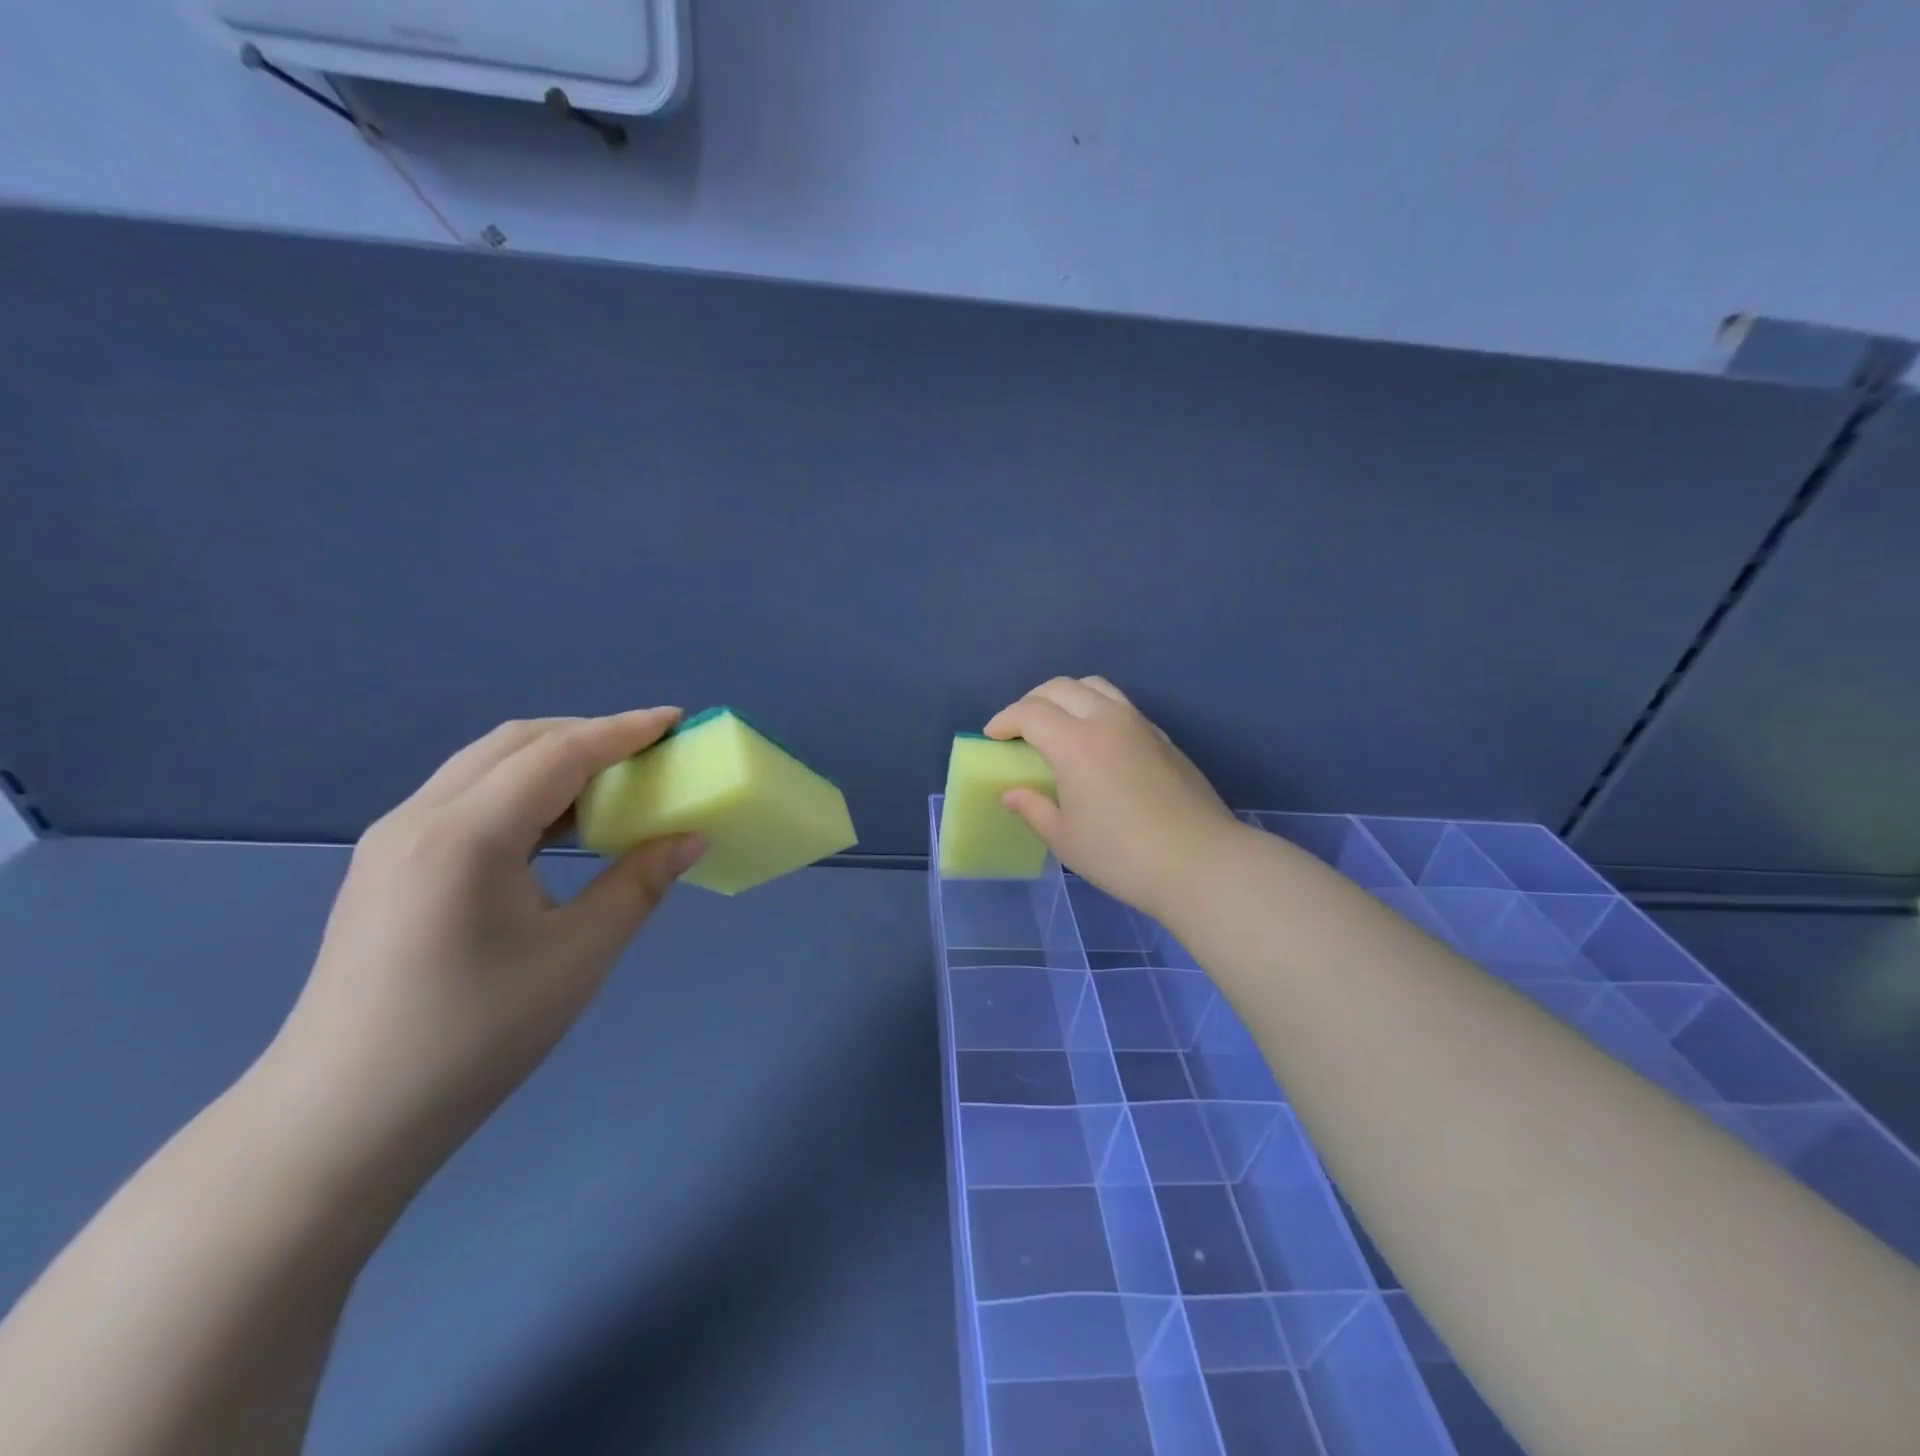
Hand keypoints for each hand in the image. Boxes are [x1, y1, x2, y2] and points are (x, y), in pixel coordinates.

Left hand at [266, 710, 705, 1183]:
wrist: (342, 1119)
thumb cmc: (474, 1036)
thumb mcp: (578, 956)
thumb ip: (640, 883)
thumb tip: (691, 838)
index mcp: (467, 835)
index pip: (559, 754)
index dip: (624, 731)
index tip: (677, 720)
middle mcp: (421, 817)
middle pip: (517, 742)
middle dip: (590, 734)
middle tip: (651, 752)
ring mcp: (394, 838)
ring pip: (487, 764)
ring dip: (555, 758)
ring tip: (614, 782)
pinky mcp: (389, 863)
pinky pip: (468, 796)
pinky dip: (524, 789)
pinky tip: (558, 824)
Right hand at [986, 677, 1243, 921]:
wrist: (1200, 862)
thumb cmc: (1122, 855)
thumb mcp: (1065, 839)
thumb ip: (1033, 808)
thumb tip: (1011, 793)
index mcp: (1075, 743)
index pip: (1030, 712)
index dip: (1004, 720)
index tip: (992, 737)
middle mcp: (1106, 720)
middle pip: (1061, 688)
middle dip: (1032, 701)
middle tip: (1019, 729)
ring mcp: (1140, 725)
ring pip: (1096, 687)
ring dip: (1067, 697)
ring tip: (1057, 726)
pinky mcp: (1163, 738)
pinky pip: (1121, 706)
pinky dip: (1097, 710)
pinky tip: (1097, 743)